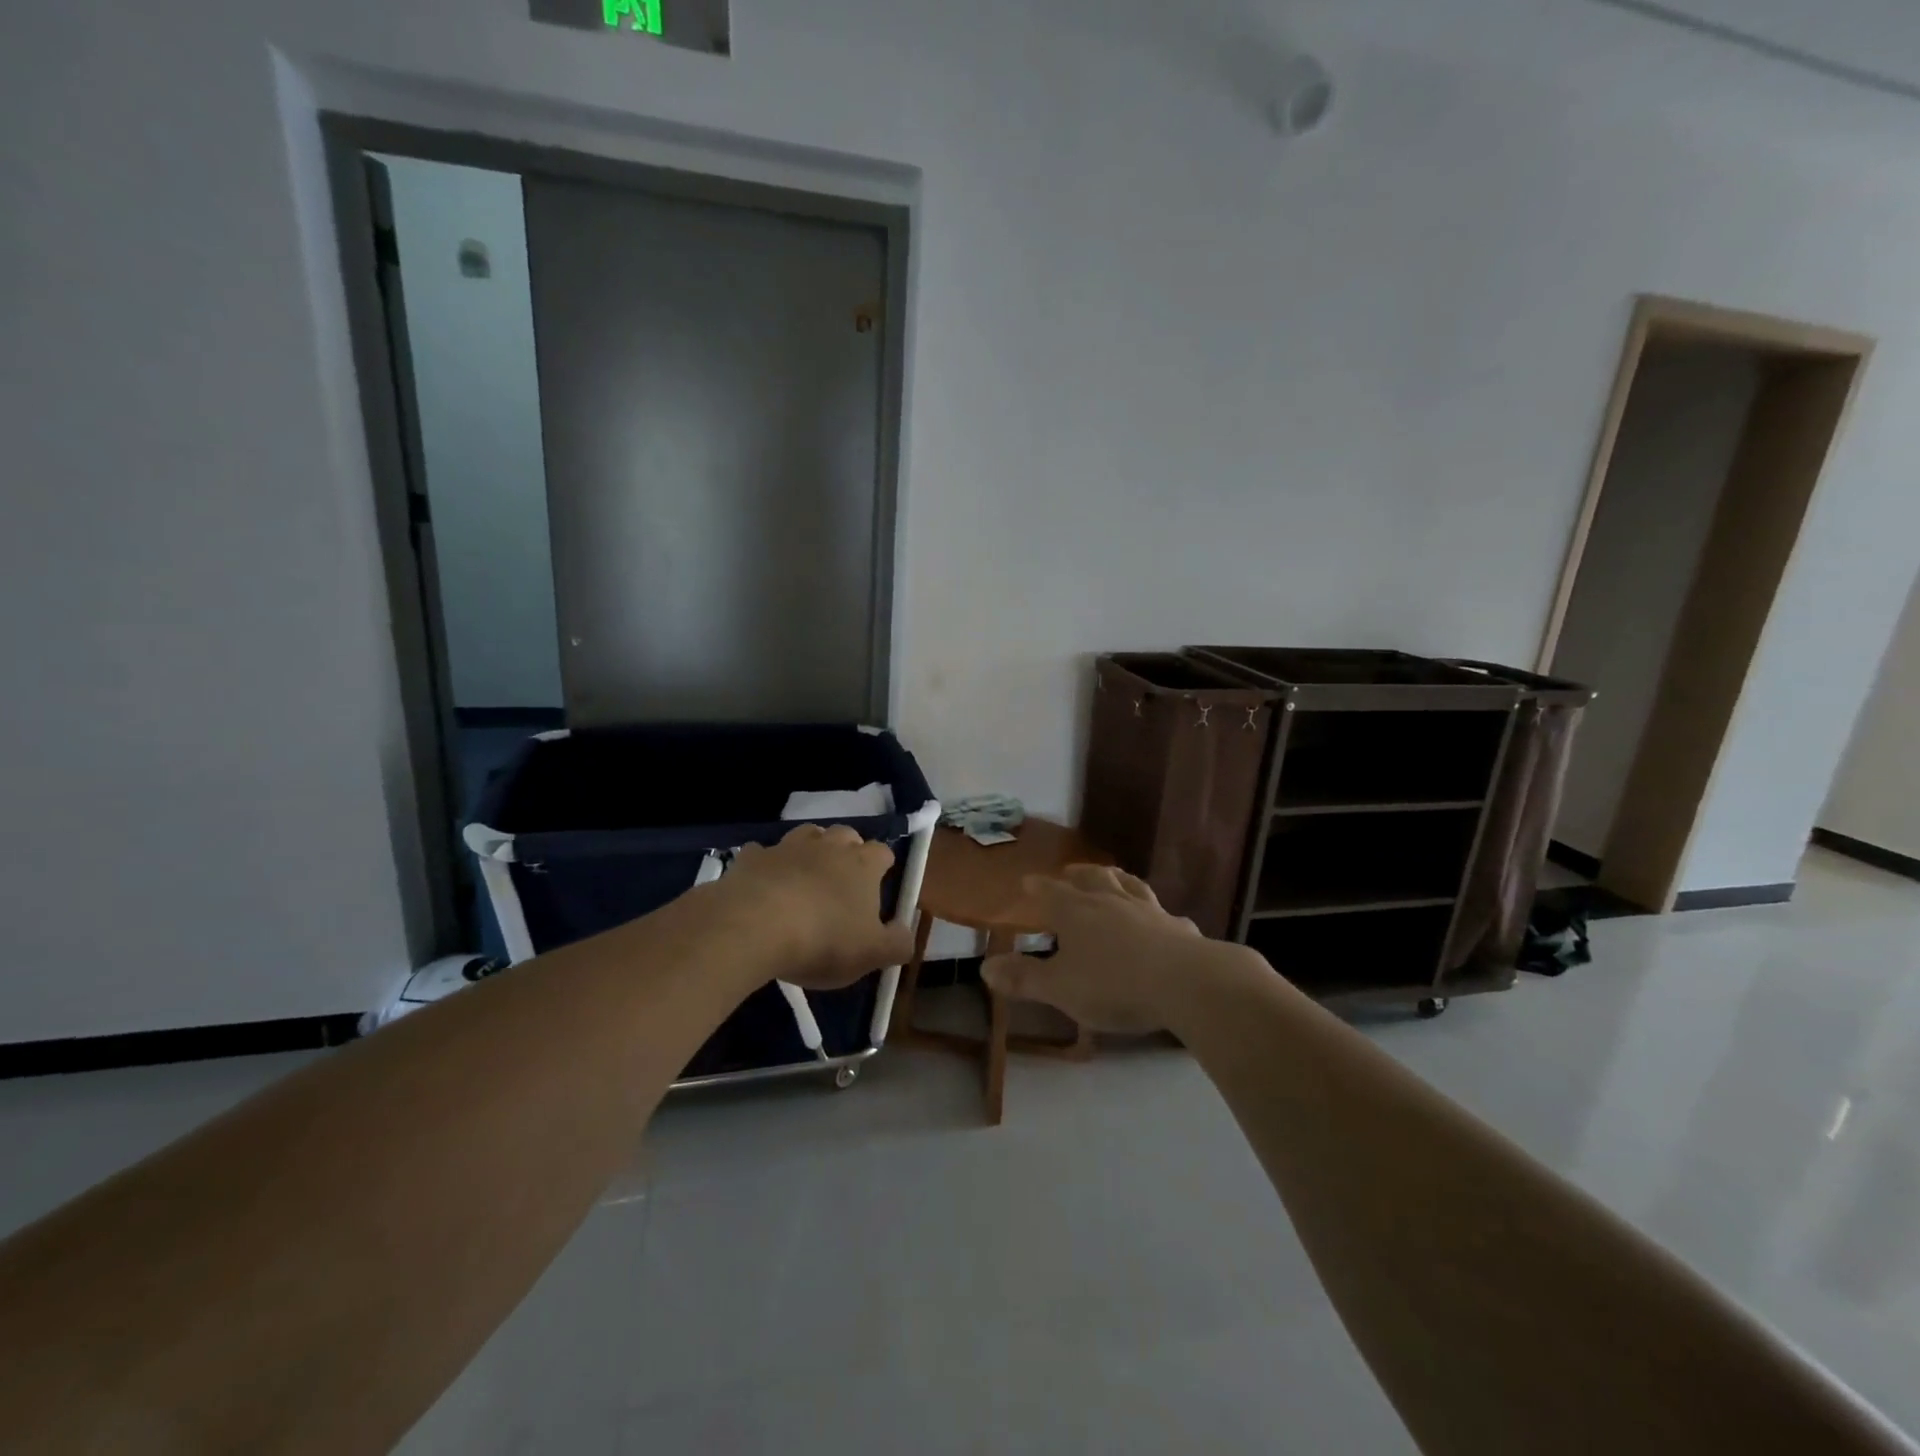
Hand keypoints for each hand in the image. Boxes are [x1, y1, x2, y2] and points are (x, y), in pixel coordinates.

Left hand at [720, 824, 915, 989]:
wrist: (753, 926)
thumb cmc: (822, 940)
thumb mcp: (871, 954)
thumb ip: (897, 944)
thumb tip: (906, 933)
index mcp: (862, 864)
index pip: (882, 852)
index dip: (882, 866)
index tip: (878, 886)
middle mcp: (828, 846)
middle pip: (845, 835)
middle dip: (847, 851)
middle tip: (842, 882)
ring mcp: (788, 847)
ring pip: (807, 835)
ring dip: (810, 850)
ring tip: (805, 876)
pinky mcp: (752, 857)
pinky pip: (763, 853)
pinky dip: (766, 865)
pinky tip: (763, 885)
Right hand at [981, 866, 1254, 1032]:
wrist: (1187, 983)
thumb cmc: (1114, 985)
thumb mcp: (1060, 988)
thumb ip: (1024, 978)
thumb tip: (986, 967)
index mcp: (1077, 913)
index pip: (1051, 893)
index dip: (1038, 887)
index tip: (1027, 881)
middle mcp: (1112, 902)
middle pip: (1092, 879)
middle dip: (1077, 874)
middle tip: (1069, 872)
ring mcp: (1149, 911)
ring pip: (1129, 886)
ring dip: (1116, 879)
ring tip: (1112, 875)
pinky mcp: (1179, 928)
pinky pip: (1165, 914)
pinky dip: (1157, 914)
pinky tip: (1163, 919)